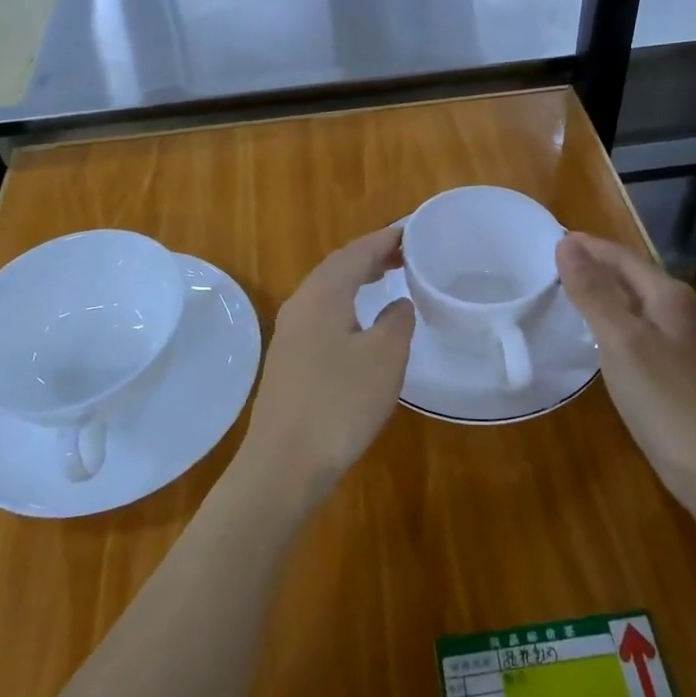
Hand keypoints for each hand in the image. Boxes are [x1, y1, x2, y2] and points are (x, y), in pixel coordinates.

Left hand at [237, 225, 415, 504]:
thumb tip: (398, 304)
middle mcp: (300, 306)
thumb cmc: (340, 404)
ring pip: (327, 291)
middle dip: (371, 256)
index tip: (412, 232)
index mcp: (322, 295)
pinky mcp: (288, 360)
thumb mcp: (385, 357)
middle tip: (405, 254)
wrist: (284, 464)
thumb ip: (397, 321)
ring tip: (387, 278)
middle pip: (337, 268)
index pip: (355, 253)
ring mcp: (289, 334)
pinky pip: (321, 315)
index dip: (384, 240)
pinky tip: (361, 322)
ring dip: (357, 280)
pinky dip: (346, 304)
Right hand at [557, 233, 695, 508]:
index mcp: (671, 297)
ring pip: (642, 304)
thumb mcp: (620, 341)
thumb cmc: (664, 400)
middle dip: (599, 266)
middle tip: (557, 264)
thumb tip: (567, 243)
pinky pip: (646, 330)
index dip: (590, 247)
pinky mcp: (687, 371)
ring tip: (575, 294)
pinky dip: (620, 321)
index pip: (624, 257)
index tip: (554, 239)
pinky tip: (606, 338)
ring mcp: (690, 343)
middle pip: (636, 276)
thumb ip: (593, 291)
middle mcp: (685, 311)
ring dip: (609, 293)